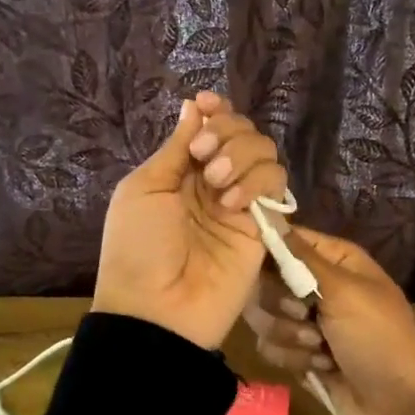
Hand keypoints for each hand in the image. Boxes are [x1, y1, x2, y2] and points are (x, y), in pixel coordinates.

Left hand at [92, 92, 288, 349]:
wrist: (157, 309)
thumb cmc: (137, 247)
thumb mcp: (144, 188)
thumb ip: (175, 148)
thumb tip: (193, 107)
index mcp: (181, 170)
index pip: (211, 126)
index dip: (215, 110)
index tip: (208, 105)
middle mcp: (215, 181)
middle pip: (242, 132)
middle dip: (226, 131)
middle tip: (203, 154)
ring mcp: (241, 203)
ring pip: (265, 153)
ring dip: (242, 155)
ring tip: (217, 183)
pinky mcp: (264, 226)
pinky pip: (276, 186)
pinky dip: (257, 182)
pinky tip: (233, 203)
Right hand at [243, 228, 414, 414]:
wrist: (400, 406)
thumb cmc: (377, 335)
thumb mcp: (343, 289)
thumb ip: (300, 256)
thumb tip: (267, 214)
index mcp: (333, 260)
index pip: (283, 240)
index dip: (268, 252)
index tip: (262, 268)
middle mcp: (316, 285)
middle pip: (265, 280)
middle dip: (281, 303)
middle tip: (306, 315)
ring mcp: (305, 321)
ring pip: (264, 316)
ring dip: (290, 335)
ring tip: (320, 348)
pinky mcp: (298, 354)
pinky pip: (270, 347)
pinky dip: (294, 359)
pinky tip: (321, 367)